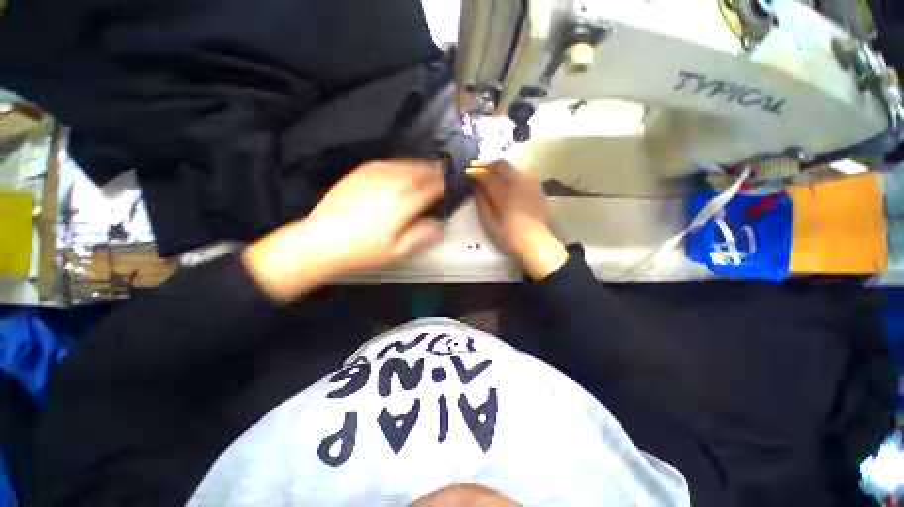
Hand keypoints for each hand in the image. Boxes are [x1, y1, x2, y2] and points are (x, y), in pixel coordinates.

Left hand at [244, 160, 444, 300]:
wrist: (322, 242)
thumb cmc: (363, 251)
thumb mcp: (397, 252)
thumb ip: (421, 236)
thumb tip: (440, 225)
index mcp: (402, 205)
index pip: (430, 190)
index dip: (444, 186)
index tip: (452, 183)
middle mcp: (390, 187)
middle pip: (418, 174)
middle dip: (434, 171)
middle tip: (444, 170)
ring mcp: (373, 178)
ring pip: (402, 166)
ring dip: (418, 165)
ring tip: (427, 166)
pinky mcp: (358, 176)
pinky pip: (383, 164)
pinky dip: (397, 163)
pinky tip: (400, 166)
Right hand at [468, 160, 567, 279]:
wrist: (537, 243)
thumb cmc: (509, 236)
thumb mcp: (489, 222)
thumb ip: (481, 202)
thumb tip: (476, 187)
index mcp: (504, 191)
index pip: (486, 175)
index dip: (475, 173)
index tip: (467, 173)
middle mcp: (518, 182)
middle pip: (500, 164)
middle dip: (487, 164)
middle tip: (477, 169)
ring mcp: (530, 183)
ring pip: (512, 168)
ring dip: (499, 168)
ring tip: (490, 175)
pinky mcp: (537, 188)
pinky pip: (521, 174)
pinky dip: (510, 175)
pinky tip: (506, 183)